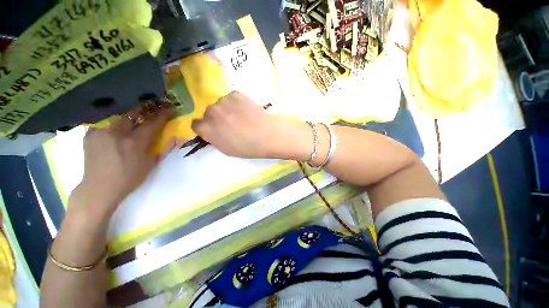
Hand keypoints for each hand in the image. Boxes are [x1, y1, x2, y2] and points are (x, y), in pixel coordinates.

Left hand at [71, 106, 170, 215]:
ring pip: (118, 114)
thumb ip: (161, 148)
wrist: (99, 188)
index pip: (151, 124)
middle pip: (132, 113)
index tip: (169, 108)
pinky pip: (104, 121)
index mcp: (134, 143)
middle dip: (144, 107)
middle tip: (151, 104)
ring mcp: (101, 132)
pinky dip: (114, 119)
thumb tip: (174, 137)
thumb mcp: (150, 164)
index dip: (162, 115)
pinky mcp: (90, 134)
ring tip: (135, 110)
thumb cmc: (129, 178)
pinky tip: (117, 121)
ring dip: (129, 112)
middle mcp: (116, 133)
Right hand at [191, 92, 308, 159]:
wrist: (266, 135)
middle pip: (208, 113)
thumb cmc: (247, 147)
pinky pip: (231, 98)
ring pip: (220, 104)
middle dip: (216, 118)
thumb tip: (212, 131)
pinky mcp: (235, 94)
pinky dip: (236, 103)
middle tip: (231, 123)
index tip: (214, 130)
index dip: (205, 127)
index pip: (196, 124)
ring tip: (241, 117)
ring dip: (226, 109)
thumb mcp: (226, 149)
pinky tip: (246, 110)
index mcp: (206, 129)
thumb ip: (214, 138)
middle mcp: (210, 112)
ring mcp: (222, 101)